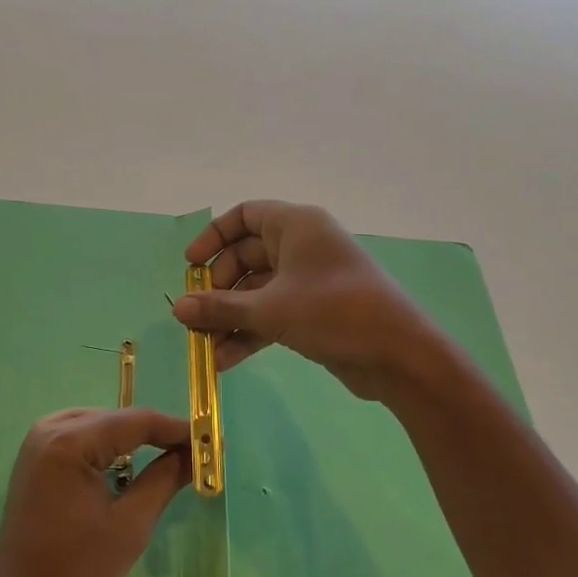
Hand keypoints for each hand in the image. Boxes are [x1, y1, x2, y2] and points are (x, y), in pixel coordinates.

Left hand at [0, 408, 191, 576]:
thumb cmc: (77, 574)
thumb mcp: (131, 525)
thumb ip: (165, 478)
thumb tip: (197, 452)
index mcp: (68, 441)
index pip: (134, 421)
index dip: (176, 428)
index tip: (213, 439)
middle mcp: (49, 428)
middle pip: (116, 419)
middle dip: (156, 434)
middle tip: (195, 452)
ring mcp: (38, 441)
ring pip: (100, 425)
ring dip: (133, 440)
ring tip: (171, 457)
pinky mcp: (35, 458)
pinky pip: (81, 439)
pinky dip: (108, 448)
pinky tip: (130, 466)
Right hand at [173, 200, 452, 403]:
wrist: (400, 356)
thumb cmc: (333, 312)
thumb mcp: (270, 309)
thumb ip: (220, 308)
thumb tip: (177, 308)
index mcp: (296, 225)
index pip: (244, 215)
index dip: (213, 237)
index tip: (190, 266)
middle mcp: (303, 245)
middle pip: (247, 257)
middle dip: (218, 289)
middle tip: (196, 316)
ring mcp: (311, 279)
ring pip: (259, 290)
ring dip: (231, 317)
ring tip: (204, 347)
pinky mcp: (317, 311)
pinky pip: (274, 313)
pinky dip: (252, 332)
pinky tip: (226, 361)